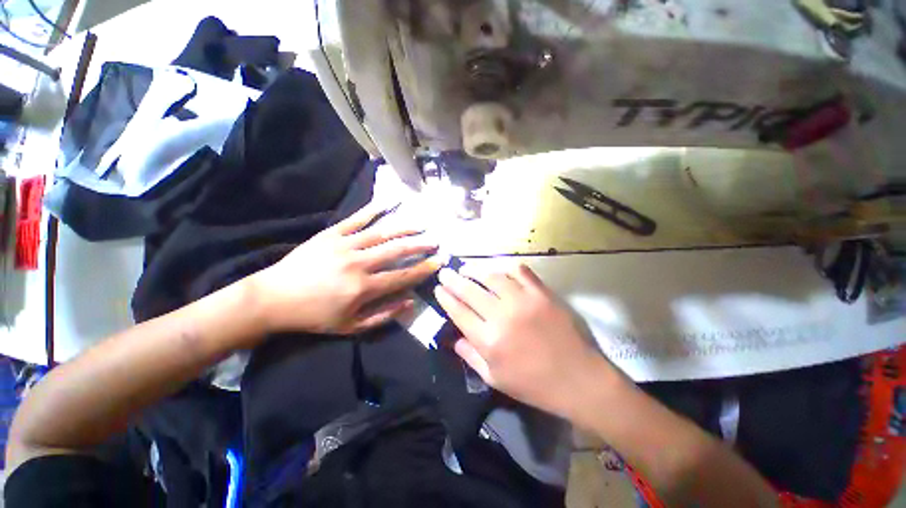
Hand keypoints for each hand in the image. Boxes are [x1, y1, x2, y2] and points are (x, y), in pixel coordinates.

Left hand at [249, 204, 441, 334]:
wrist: (273, 298)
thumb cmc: (314, 316)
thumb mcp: (350, 327)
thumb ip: (383, 315)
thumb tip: (410, 300)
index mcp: (363, 288)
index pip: (403, 276)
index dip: (424, 268)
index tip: (439, 261)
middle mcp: (358, 263)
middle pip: (397, 250)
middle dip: (420, 245)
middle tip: (435, 241)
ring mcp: (344, 245)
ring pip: (382, 232)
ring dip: (405, 227)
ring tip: (421, 224)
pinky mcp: (330, 234)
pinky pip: (356, 219)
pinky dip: (373, 209)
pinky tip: (388, 202)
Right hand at [434, 264, 617, 418]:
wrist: (579, 379)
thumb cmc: (534, 385)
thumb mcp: (495, 379)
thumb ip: (471, 357)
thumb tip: (454, 337)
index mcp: (488, 340)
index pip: (458, 311)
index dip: (445, 297)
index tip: (438, 288)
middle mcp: (502, 316)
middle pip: (470, 290)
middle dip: (453, 279)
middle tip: (445, 272)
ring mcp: (523, 301)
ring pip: (492, 276)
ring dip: (475, 270)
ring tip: (466, 268)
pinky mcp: (542, 293)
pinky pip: (520, 271)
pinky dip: (506, 267)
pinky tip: (498, 269)